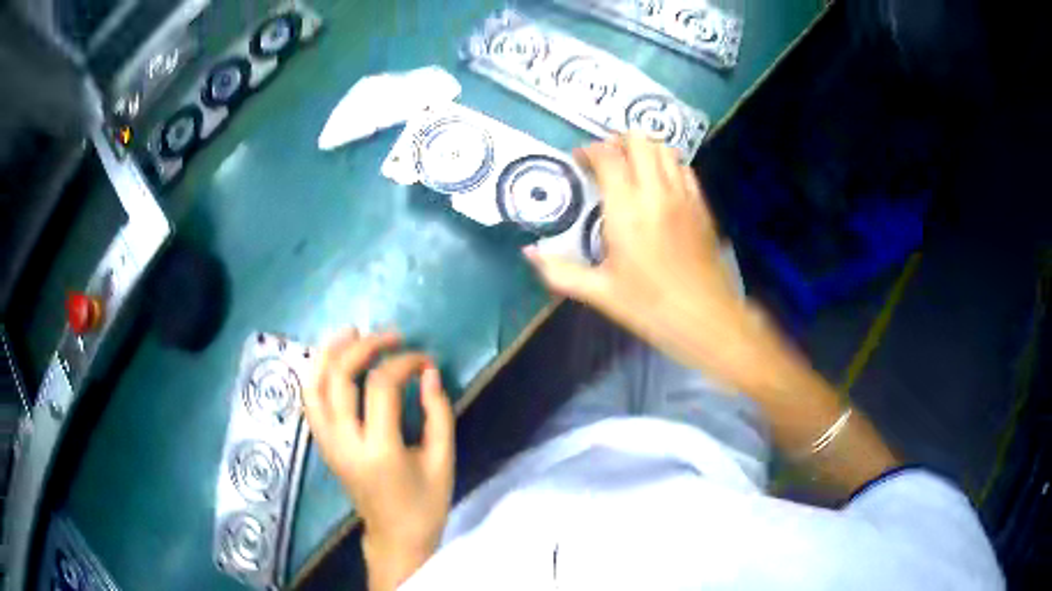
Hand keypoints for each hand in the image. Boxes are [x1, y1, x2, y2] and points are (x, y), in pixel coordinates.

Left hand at [303, 329, 454, 589]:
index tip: (424, 360)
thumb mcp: (443, 461)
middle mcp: (345, 443)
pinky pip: (310, 402)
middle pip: (339, 378)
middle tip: (389, 336)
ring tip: (350, 332)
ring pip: (313, 386)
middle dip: (363, 347)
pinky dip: (317, 375)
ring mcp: (327, 444)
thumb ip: (438, 413)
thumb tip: (429, 372)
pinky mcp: (323, 446)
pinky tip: (332, 361)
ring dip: (329, 353)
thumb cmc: (424, 504)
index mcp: (379, 450)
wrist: (395, 538)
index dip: (404, 363)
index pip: (381, 387)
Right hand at [525, 134, 769, 389]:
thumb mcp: (600, 293)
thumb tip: (529, 253)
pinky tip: (660, 183)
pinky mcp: (702, 206)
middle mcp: (656, 192)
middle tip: (604, 159)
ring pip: (665, 149)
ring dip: (644, 149)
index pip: (607, 157)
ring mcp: (684, 196)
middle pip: (639, 140)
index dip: (589, 151)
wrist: (707, 318)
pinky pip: (685, 168)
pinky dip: (668, 164)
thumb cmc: (651, 307)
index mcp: (627, 209)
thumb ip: (560, 271)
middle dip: (618, 141)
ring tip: (631, 166)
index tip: (578, 161)